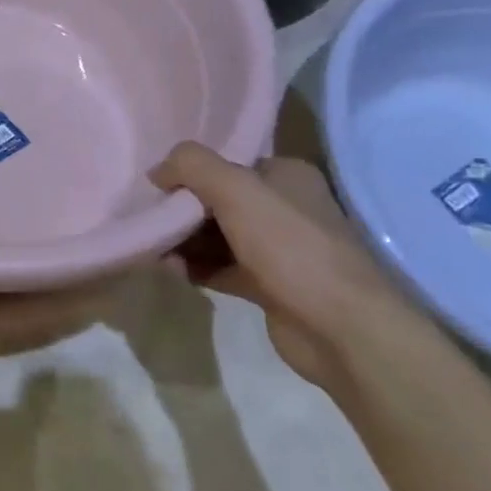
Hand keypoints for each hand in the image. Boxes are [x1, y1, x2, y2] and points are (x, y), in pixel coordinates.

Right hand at [151, 143, 424, 391]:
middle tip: (150, 219)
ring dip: (185, 240)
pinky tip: (171, 270)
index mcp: (286, 176)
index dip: (190, 172)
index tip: (156, 186)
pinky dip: (196, 267)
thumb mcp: (236, 190)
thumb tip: (158, 170)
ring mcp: (277, 249)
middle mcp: (284, 207)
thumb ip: (192, 166)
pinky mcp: (267, 285)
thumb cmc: (290, 247)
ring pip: (217, 235)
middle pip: (218, 199)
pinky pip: (221, 268)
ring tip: (153, 247)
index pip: (227, 162)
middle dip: (182, 209)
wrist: (339, 328)